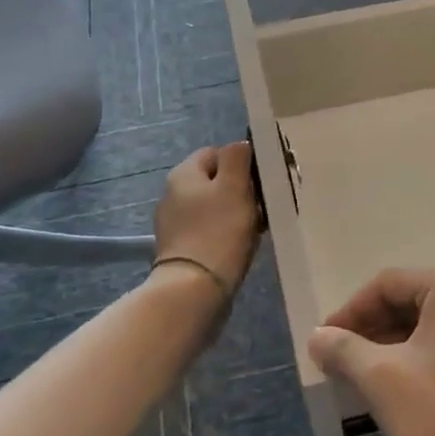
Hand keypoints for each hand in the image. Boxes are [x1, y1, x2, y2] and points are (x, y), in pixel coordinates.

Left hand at [153, 143, 259, 292]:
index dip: (241, 163)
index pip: (215, 153)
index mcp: (183, 174)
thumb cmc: (218, 231)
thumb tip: (240, 145)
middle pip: (215, 181)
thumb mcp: (234, 186)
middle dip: (239, 191)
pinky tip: (239, 247)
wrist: (193, 290)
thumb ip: (237, 158)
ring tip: (255, 230)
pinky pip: (208, 231)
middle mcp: (173, 195)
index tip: (259, 181)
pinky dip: (225, 235)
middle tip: (262, 207)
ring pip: (213, 208)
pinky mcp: (181, 249)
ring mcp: (174, 224)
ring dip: (234, 214)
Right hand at [309, 269, 434, 435]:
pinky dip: (424, 359)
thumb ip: (343, 349)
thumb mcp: (382, 380)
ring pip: (434, 327)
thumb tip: (317, 336)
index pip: (388, 284)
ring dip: (395, 346)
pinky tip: (403, 389)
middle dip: (372, 329)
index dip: (350, 311)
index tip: (324, 343)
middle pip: (413, 300)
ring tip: (363, 378)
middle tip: (340, 361)